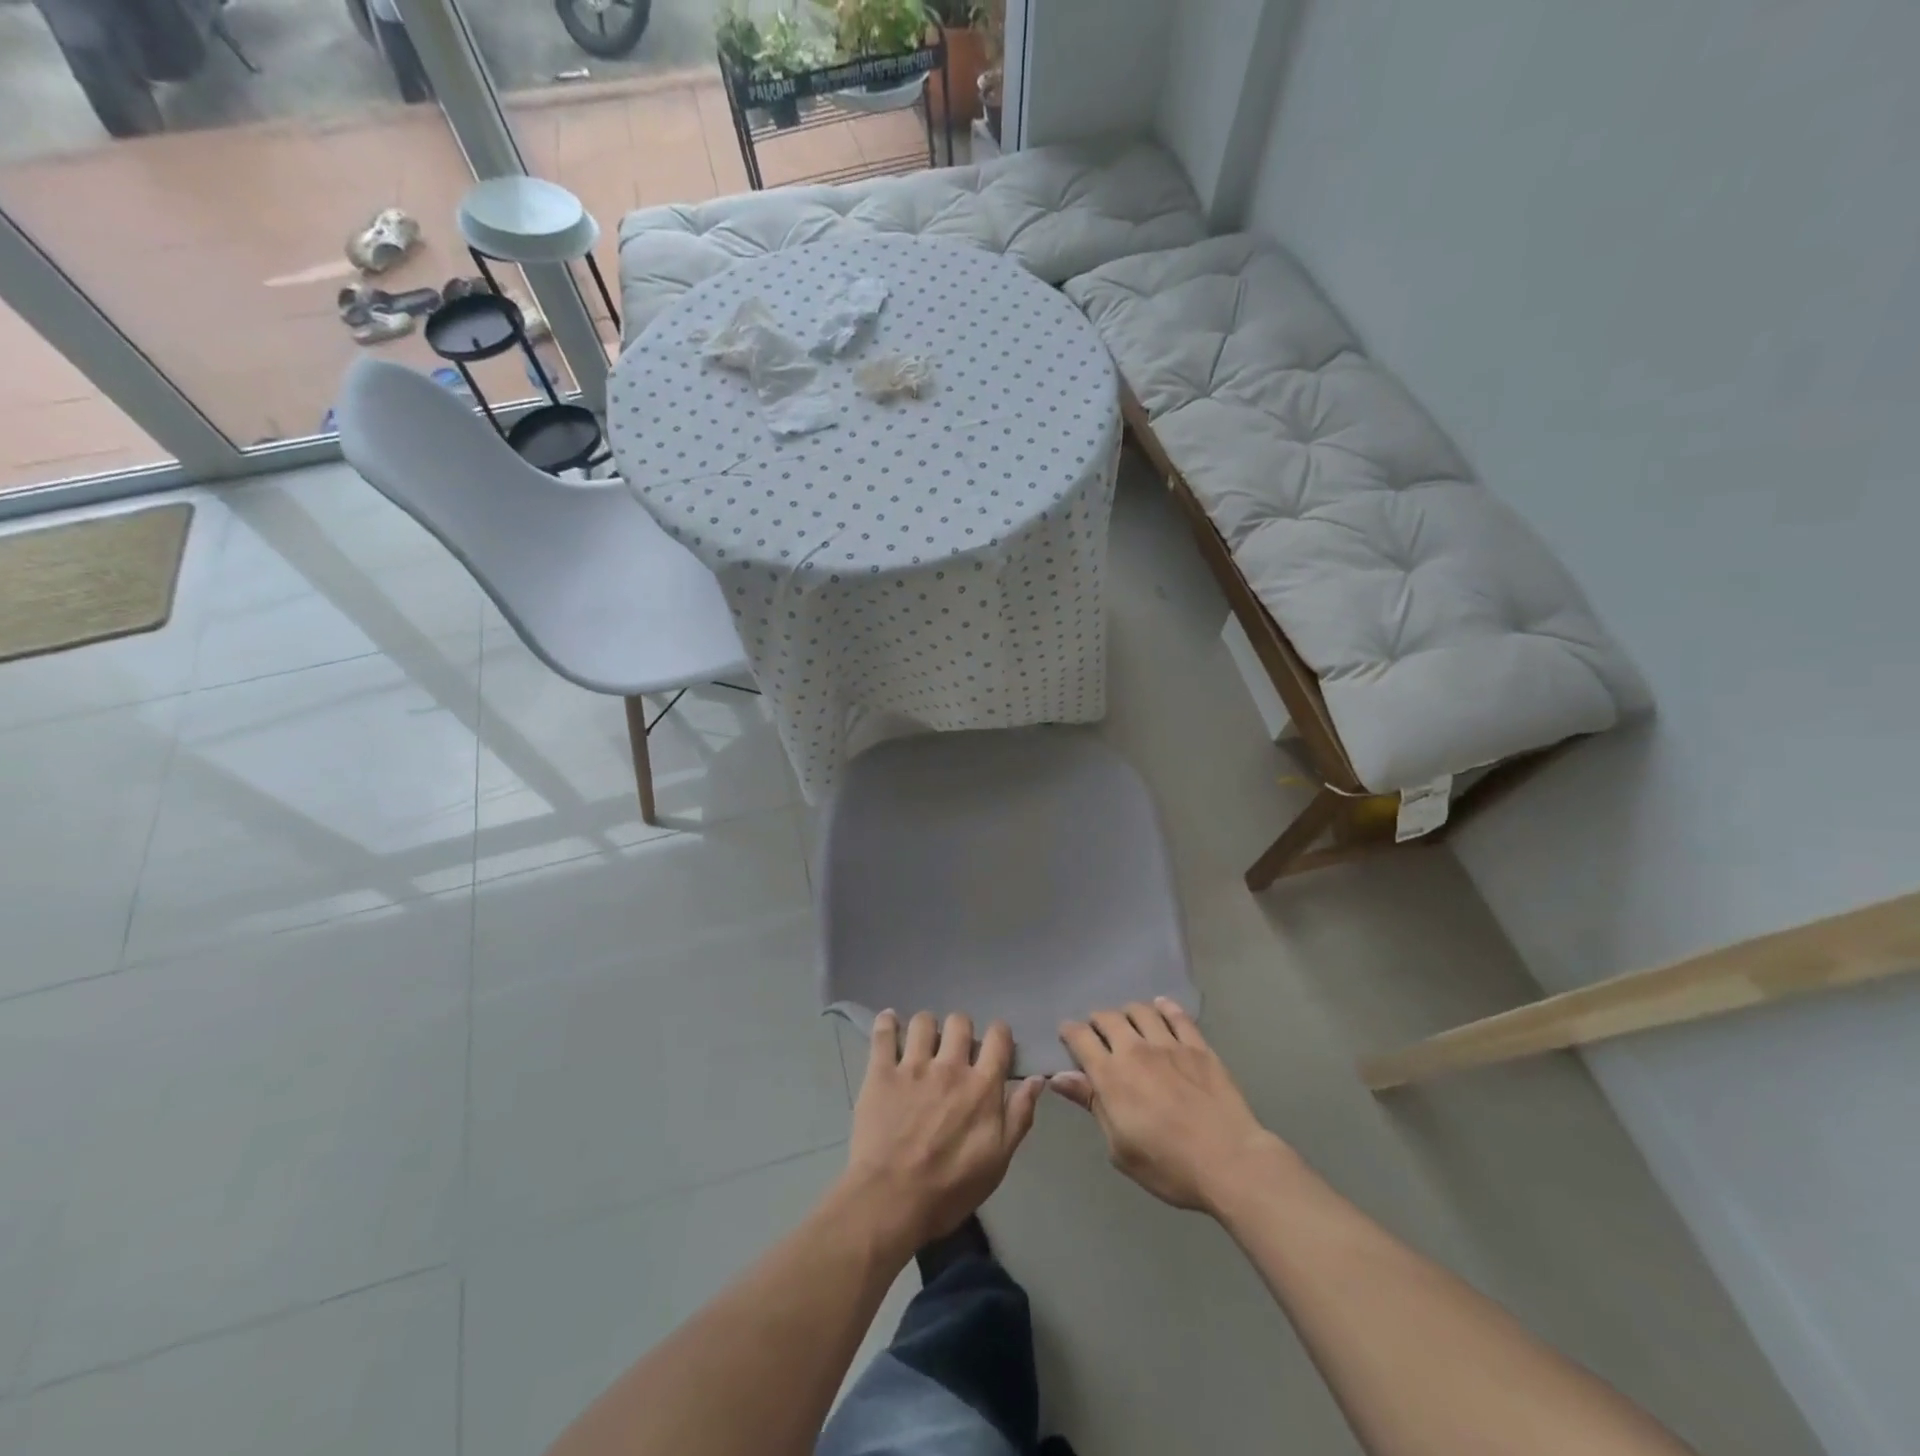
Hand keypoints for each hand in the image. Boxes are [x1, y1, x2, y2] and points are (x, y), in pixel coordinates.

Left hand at [839, 1011, 1043, 1255]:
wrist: (890, 1201)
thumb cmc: (949, 1189)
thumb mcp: (998, 1161)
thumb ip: (1019, 1116)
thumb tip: (1037, 1079)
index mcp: (982, 1086)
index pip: (998, 1036)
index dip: (998, 1035)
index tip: (994, 1047)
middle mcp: (950, 1066)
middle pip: (960, 1021)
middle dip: (960, 1031)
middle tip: (954, 1051)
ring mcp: (913, 1066)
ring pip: (923, 1021)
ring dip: (926, 1028)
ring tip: (921, 1044)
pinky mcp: (881, 1072)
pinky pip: (883, 1033)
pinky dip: (887, 1022)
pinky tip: (889, 1023)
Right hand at [1053, 998, 1288, 1212]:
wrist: (1230, 1162)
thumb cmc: (1169, 1166)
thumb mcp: (1120, 1148)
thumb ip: (1092, 1105)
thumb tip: (1059, 1077)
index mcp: (1111, 1076)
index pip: (1081, 1038)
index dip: (1069, 1032)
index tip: (1067, 1035)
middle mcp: (1136, 1050)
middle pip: (1108, 1018)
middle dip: (1097, 1021)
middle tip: (1097, 1032)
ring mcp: (1170, 1044)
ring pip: (1140, 1011)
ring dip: (1128, 1013)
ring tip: (1128, 1023)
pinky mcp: (1198, 1046)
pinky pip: (1177, 1015)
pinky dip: (1164, 1007)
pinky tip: (1160, 1007)